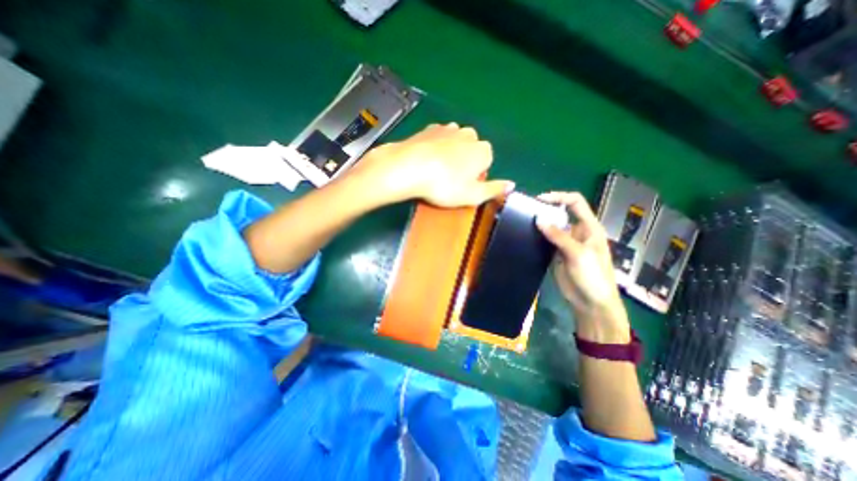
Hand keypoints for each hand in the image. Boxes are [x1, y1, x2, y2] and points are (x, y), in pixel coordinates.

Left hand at [351, 122, 510, 206]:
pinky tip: (427, 160)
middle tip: (449, 180)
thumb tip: (511, 185)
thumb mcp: (472, 195)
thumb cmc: (444, 185)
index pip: (486, 162)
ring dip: (450, 154)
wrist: (409, 167)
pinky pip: (439, 139)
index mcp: (483, 150)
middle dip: (464, 163)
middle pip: (471, 151)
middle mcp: (469, 135)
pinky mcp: (430, 128)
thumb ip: (494, 189)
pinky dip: (436, 147)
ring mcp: (448, 129)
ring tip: (437, 171)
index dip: (475, 176)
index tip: (463, 186)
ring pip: (455, 143)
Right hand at [534, 192, 627, 345]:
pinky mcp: (556, 254)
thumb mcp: (578, 253)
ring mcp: (565, 243)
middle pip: (561, 214)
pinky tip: (526, 236)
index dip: (559, 197)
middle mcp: (577, 232)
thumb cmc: (593, 276)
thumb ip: (559, 236)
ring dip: (540, 224)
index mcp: (589, 227)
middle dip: (545, 210)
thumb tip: (538, 219)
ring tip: (523, 222)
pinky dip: (537, 237)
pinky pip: (545, 241)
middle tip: (526, 211)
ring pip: (551, 227)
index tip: (540, 199)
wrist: (590, 303)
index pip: (575, 203)